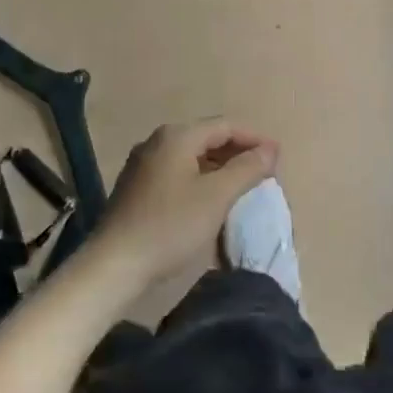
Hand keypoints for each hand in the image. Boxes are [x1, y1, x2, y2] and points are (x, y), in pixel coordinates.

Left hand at [90, 119, 278, 290]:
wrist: (114, 265)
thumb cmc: (170, 226)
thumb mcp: (217, 196)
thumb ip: (247, 169)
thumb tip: (271, 149)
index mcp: (178, 135)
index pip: (225, 126)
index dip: (255, 138)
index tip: (278, 157)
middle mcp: (158, 140)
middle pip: (207, 137)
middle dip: (238, 151)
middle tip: (263, 171)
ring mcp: (143, 163)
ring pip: (192, 155)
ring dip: (219, 166)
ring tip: (241, 184)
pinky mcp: (136, 187)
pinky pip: (177, 171)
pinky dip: (200, 177)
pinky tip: (208, 198)